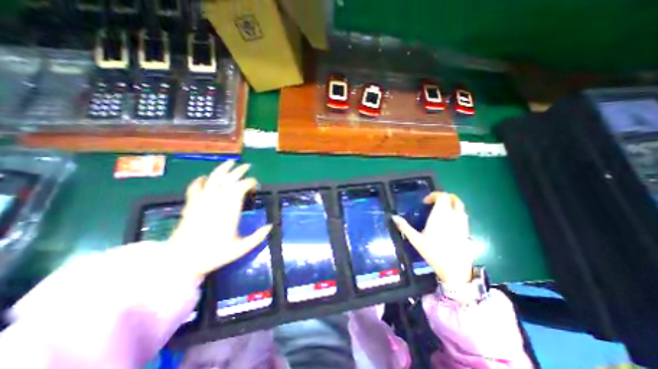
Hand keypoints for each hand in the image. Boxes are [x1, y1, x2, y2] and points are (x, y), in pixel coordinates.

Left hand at [171, 160, 273, 278]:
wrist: (181, 261)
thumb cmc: (214, 254)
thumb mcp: (241, 248)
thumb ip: (258, 237)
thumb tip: (271, 226)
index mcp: (230, 208)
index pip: (242, 187)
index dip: (251, 182)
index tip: (256, 185)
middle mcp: (217, 200)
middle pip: (229, 179)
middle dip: (239, 171)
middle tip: (247, 166)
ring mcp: (202, 200)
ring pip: (213, 178)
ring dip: (222, 169)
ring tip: (230, 162)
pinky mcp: (191, 204)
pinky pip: (195, 187)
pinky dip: (200, 180)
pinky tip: (204, 178)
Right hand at [390, 193, 472, 284]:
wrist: (455, 270)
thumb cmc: (433, 252)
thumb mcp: (415, 239)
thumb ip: (404, 226)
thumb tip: (393, 217)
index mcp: (441, 215)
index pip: (443, 196)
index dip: (434, 195)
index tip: (425, 202)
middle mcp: (454, 216)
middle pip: (454, 199)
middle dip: (444, 197)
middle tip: (434, 203)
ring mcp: (463, 223)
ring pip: (460, 207)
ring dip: (451, 205)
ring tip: (440, 212)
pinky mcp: (467, 231)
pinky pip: (463, 216)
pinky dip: (456, 213)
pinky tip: (447, 223)